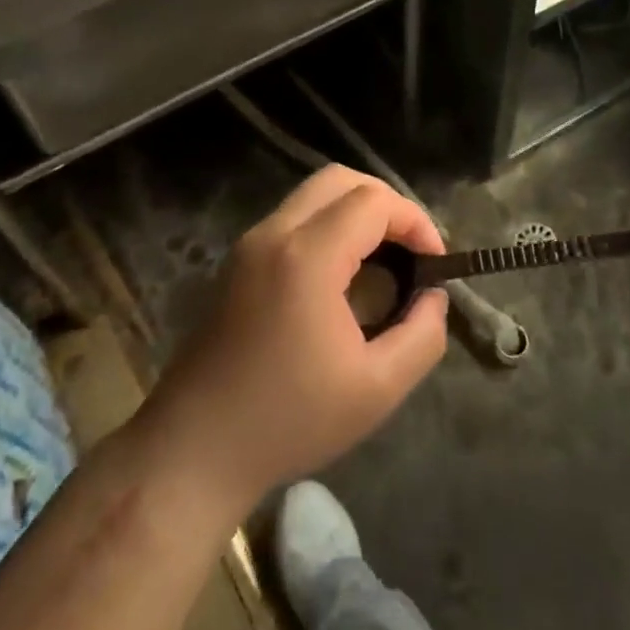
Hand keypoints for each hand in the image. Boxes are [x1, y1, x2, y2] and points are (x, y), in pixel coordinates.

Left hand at [142, 166, 449, 512]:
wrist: (194, 449)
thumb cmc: (289, 420)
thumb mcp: (377, 389)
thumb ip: (422, 335)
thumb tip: (433, 296)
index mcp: (308, 256)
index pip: (374, 202)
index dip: (415, 221)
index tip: (435, 262)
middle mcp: (275, 234)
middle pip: (340, 179)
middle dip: (386, 203)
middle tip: (411, 249)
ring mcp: (250, 244)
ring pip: (313, 195)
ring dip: (355, 212)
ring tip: (384, 260)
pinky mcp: (237, 262)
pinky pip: (293, 218)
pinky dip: (328, 226)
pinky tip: (343, 276)